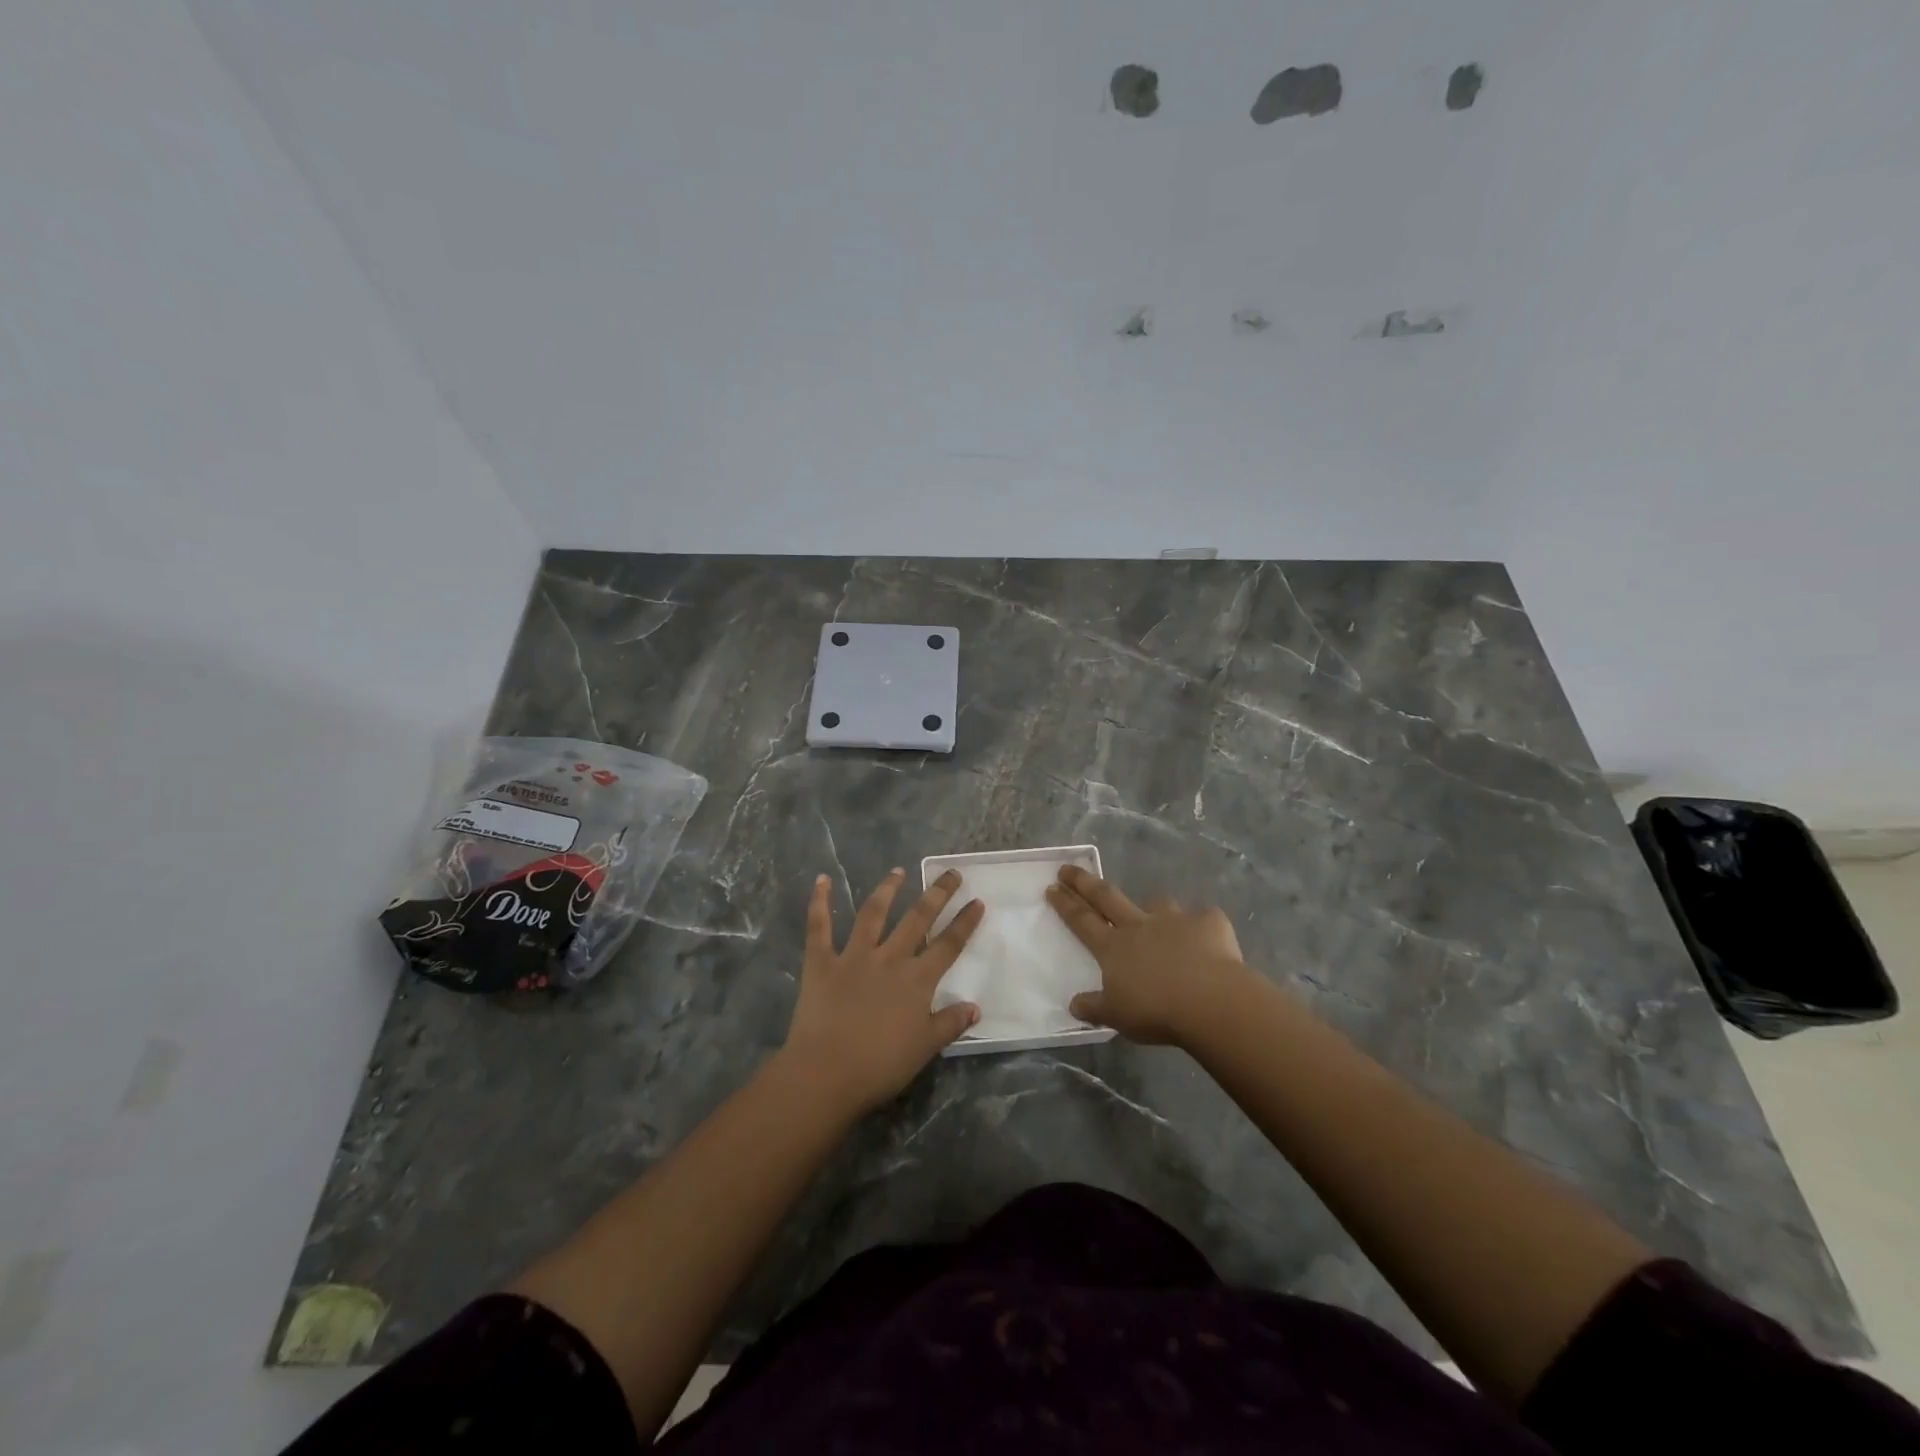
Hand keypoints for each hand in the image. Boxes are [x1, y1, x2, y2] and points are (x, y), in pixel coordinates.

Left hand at [781, 868, 983, 1114]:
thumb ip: (950, 1023)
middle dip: (937, 894)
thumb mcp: (925, 1048)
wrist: (826, 1072)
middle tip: (951, 874)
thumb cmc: (880, 1065)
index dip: (965, 922)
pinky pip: (819, 926)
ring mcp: (854, 956)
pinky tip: (822, 880)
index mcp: (917, 980)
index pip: (948, 945)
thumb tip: (976, 1007)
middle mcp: (890, 958)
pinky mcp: (821, 962)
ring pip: (873, 913)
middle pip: (917, 919)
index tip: (977, 901)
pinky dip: (819, 902)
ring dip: (887, 889)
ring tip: (898, 871)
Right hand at [1046, 865, 1249, 1045]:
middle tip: (1069, 868)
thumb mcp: (1116, 1016)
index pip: (1082, 920)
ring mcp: (1174, 920)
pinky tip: (1207, 939)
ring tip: (1155, 911)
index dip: (1066, 903)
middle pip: (1107, 897)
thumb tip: (1073, 1005)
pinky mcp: (1208, 923)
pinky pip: (1203, 919)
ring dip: (1153, 906)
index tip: (1052, 886)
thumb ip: (1094, 1007)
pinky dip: (1202, 926)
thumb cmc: (1156, 1011)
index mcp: (1113, 947)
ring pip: (1158, 903)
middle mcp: (1140, 926)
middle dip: (1085, 882)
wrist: (1209, 1000)